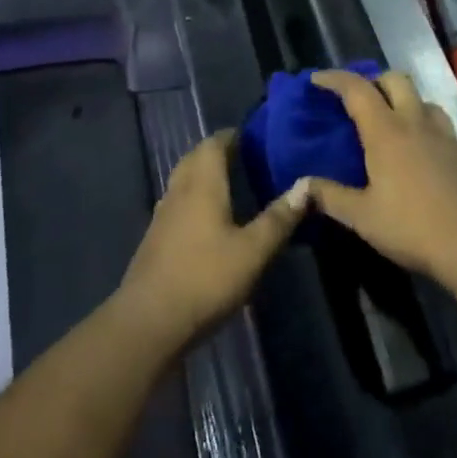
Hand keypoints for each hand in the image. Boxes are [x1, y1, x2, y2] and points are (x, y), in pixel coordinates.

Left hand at [117, 131, 308, 352]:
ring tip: (229, 184)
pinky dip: (193, 198)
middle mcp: (179, 190)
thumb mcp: (253, 251)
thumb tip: (306, 185)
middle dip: (217, 152)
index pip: (214, 144)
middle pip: (195, 157)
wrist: (149, 321)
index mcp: (202, 184)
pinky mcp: (155, 238)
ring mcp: (163, 214)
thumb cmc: (206, 278)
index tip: (253, 137)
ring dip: (203, 174)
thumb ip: (279, 218)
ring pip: (183, 179)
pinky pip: (177, 202)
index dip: (232, 136)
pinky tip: (206, 219)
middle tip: (244, 158)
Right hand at [305, 70, 456, 288]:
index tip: (317, 80)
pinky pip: (452, 136)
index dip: (334, 79)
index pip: (356, 89)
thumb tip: (300, 185)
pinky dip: (438, 139)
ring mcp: (449, 137)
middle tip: (362, 100)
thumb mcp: (362, 217)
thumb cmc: (412, 227)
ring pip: (427, 103)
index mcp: (386, 132)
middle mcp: (417, 123)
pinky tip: (435, 157)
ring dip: (409, 105)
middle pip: (396, 80)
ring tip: (399, 125)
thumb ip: (329, 196)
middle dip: (376, 81)